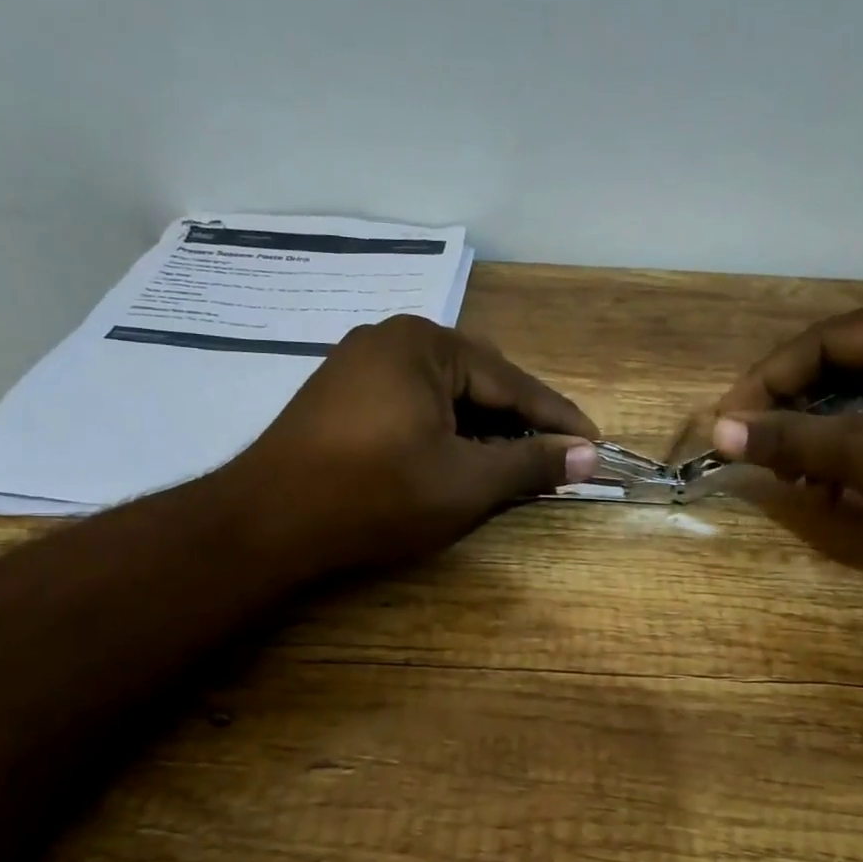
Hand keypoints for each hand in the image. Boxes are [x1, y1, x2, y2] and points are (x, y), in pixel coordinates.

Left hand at [237, 314, 600, 569]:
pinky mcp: (340, 394)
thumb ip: (531, 464)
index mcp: (426, 344)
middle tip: (555, 459)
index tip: (595, 444)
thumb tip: (589, 456)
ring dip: (480, 428)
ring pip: (443, 394)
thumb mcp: (465, 482)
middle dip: (518, 422)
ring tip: (510, 464)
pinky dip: (442, 429)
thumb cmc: (375, 496)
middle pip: (479, 381)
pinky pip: (411, 403)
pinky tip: (455, 458)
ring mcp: (359, 363)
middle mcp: (392, 338)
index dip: (558, 418)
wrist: (267, 522)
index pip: (512, 382)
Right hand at [710, 289, 862, 590]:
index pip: (820, 342)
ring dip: (823, 438)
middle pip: (841, 368)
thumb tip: (719, 431)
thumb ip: (791, 438)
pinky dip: (859, 450)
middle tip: (759, 454)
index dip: (765, 383)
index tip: (726, 424)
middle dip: (795, 414)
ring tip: (797, 479)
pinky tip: (838, 486)